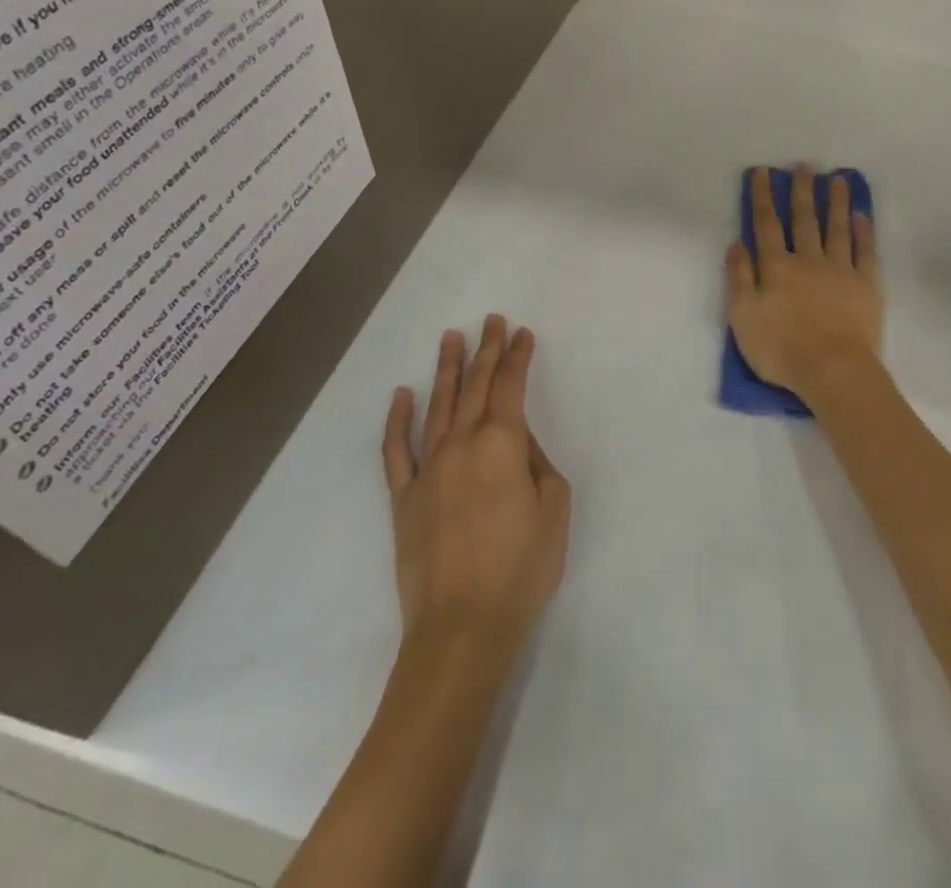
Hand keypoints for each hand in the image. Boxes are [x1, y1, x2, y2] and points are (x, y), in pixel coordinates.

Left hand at [383, 315, 570, 655]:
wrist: (462, 629)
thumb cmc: (521, 569)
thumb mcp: (554, 509)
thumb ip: (538, 464)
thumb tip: (519, 444)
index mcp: (502, 445)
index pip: (511, 386)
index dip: (517, 356)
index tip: (522, 333)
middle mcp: (461, 445)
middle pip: (476, 386)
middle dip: (486, 350)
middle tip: (491, 321)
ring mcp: (427, 470)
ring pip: (438, 406)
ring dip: (447, 369)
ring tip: (451, 337)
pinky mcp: (404, 498)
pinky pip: (397, 451)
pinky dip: (397, 420)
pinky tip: (402, 395)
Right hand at [726, 165, 883, 402]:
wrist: (833, 371)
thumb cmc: (781, 349)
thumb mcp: (742, 317)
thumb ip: (738, 278)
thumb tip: (736, 243)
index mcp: (777, 267)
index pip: (766, 225)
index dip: (763, 197)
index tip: (762, 172)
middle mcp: (808, 260)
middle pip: (804, 219)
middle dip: (802, 191)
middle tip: (805, 166)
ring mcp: (840, 271)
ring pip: (837, 228)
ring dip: (836, 202)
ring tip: (838, 179)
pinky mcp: (866, 286)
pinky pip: (865, 252)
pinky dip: (863, 232)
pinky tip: (862, 216)